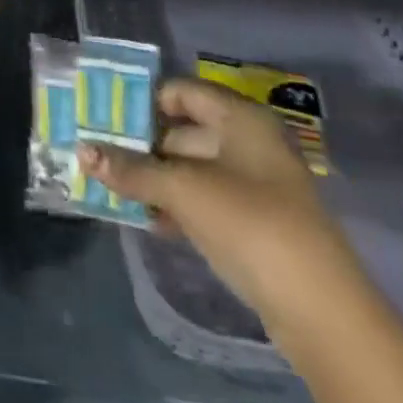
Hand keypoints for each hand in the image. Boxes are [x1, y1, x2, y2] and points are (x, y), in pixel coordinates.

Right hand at [79, 78, 359, 321]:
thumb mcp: (182, 191)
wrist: (320, 311)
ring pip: (189, 168)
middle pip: (181, 130)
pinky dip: (173, 204)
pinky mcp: (251, 222)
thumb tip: (82, 151)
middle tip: (95, 153)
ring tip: (108, 186)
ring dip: (151, 178)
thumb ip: (131, 169)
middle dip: (139, 144)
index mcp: (239, 118)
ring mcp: (252, 184)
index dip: (142, 101)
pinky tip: (143, 218)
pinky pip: (201, 199)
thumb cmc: (250, 224)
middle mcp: (247, 142)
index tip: (102, 117)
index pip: (180, 91)